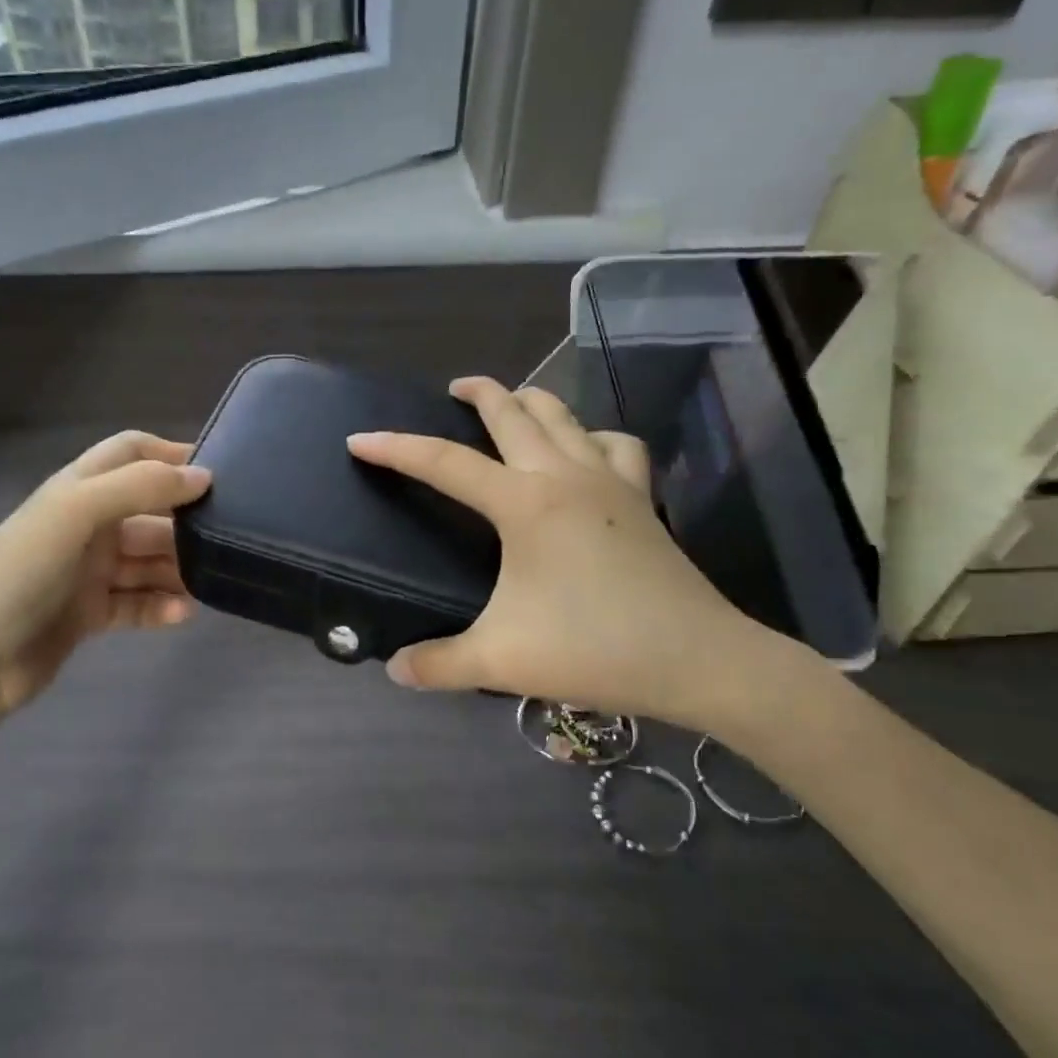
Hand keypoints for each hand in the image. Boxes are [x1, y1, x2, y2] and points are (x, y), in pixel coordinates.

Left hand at [0, 432, 210, 724]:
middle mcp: (86, 524)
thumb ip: (142, 487)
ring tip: (209, 582)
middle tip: (226, 539)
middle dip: (184, 523)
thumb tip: (203, 476)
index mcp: (78, 490)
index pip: (131, 453)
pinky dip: (159, 606)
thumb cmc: (22, 572)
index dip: (170, 455)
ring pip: (147, 561)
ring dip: (177, 569)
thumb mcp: (78, 512)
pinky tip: (180, 614)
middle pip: (149, 512)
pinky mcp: (89, 613)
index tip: (217, 473)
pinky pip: (136, 602)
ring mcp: (87, 571)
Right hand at [347, 379, 812, 736]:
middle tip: (452, 388)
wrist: (698, 661)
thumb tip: (394, 670)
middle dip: (478, 392)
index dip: (396, 449)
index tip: (360, 439)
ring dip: (531, 401)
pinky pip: (613, 443)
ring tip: (511, 404)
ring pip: (564, 416)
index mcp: (524, 502)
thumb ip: (439, 663)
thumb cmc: (594, 649)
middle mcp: (564, 475)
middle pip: (513, 413)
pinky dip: (591, 434)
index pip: (444, 463)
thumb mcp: (501, 660)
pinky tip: (584, 449)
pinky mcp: (641, 496)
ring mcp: (609, 480)